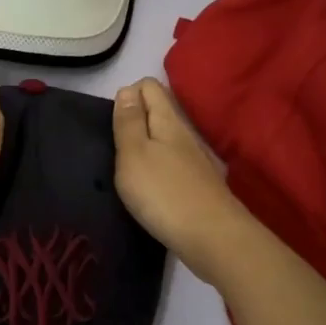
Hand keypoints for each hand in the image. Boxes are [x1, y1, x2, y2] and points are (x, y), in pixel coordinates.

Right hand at [112, 78, 254, 282]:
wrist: (212, 238)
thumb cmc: (163, 192)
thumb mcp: (133, 154)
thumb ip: (129, 121)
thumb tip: (127, 89)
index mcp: (168, 119)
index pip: (150, 86)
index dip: (128, 94)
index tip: (113, 123)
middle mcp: (186, 133)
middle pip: (161, 109)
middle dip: (137, 117)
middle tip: (117, 145)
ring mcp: (197, 159)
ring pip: (168, 136)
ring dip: (148, 142)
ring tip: (129, 166)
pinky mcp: (201, 183)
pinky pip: (176, 160)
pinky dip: (161, 164)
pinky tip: (152, 185)